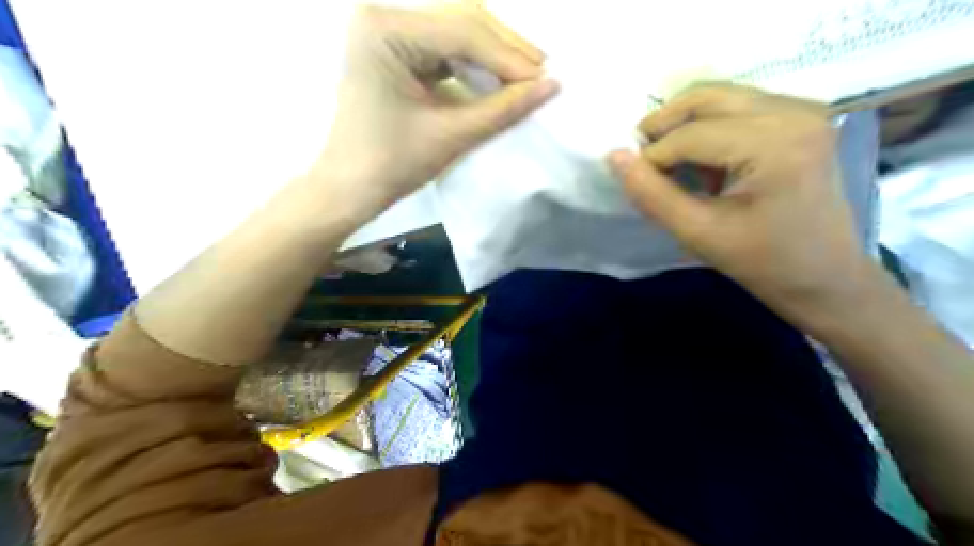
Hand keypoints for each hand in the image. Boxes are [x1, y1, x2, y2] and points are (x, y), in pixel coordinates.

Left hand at [317, 3, 558, 221]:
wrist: (351, 188)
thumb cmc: (392, 165)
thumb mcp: (451, 134)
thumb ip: (503, 108)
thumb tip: (551, 86)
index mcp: (385, 29)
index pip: (462, 32)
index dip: (508, 57)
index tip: (545, 80)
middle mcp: (384, 17)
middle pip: (461, 21)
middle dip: (505, 49)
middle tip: (541, 75)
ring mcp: (388, 32)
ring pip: (456, 31)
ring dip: (494, 53)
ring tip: (526, 77)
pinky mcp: (395, 50)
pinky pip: (445, 47)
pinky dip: (475, 63)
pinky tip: (498, 78)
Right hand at [608, 85, 875, 315]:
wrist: (827, 278)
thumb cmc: (765, 263)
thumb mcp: (699, 233)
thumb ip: (652, 195)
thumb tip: (615, 157)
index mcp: (775, 143)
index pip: (691, 134)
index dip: (652, 156)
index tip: (634, 183)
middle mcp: (793, 112)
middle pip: (705, 97)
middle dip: (663, 126)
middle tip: (639, 158)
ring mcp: (801, 111)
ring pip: (719, 98)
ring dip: (683, 127)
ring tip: (670, 164)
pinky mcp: (800, 119)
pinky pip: (737, 108)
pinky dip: (708, 129)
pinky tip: (704, 163)